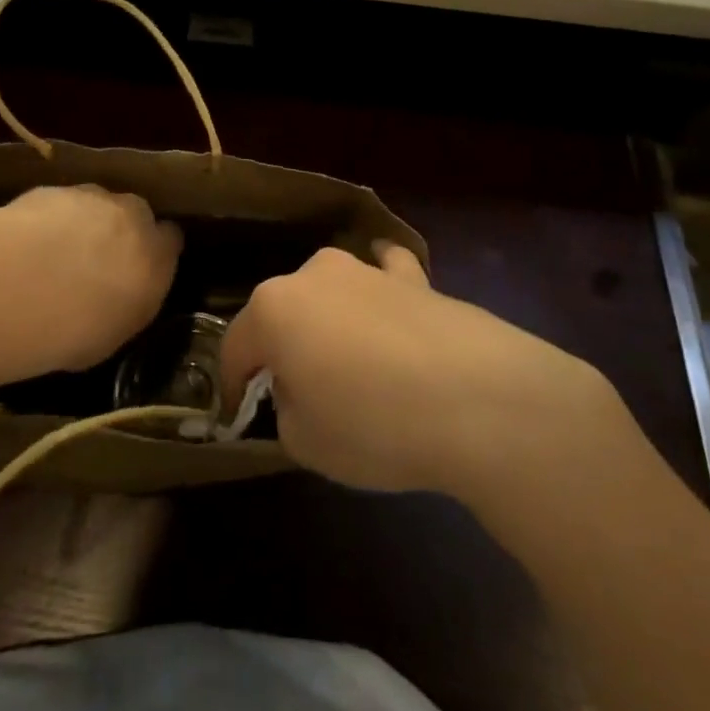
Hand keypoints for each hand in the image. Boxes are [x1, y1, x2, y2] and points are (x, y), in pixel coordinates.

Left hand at [0, 186, 182, 372]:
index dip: (155, 251)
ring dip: (83, 222)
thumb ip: (128, 302)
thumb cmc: (79, 327)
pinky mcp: (52, 190)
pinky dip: (48, 219)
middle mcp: (132, 216)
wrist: (26, 286)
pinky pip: (57, 204)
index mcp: (157, 254)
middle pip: (135, 213)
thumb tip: (121, 298)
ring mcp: (92, 197)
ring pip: (95, 204)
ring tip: (55, 253)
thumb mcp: (117, 332)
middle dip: (120, 230)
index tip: (140, 267)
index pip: (170, 240)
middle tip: (95, 259)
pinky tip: (27, 245)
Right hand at [219, 245, 620, 502]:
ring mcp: (366, 268)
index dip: (232, 385)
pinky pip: (385, 274)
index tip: (237, 414)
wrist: (477, 397)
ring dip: (328, 320)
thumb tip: (300, 388)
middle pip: (282, 312)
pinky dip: (381, 288)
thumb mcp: (306, 442)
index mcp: (274, 308)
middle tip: (296, 392)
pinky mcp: (414, 277)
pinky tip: (390, 300)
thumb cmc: (373, 423)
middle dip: (282, 348)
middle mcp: (314, 274)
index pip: (236, 346)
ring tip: (346, 363)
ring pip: (330, 291)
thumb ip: (287, 409)